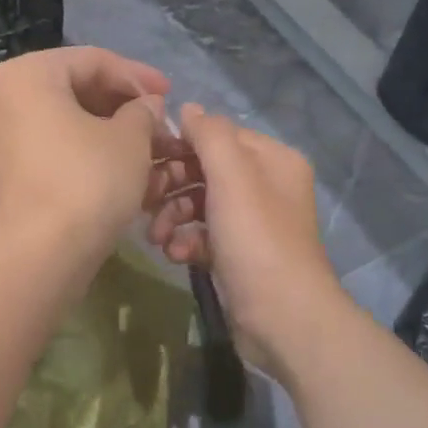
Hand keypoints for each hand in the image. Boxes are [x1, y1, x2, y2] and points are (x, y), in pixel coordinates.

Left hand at [0, 47, 177, 264]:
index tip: (170, 95)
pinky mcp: (7, 176)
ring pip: (67, 125)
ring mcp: (1, 140)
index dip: (138, 76)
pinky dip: (88, 157)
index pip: (93, 60)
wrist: (36, 255)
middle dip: (124, 108)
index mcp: (29, 75)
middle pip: (76, 91)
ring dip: (111, 135)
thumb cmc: (86, 181)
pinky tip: (122, 176)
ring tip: (149, 154)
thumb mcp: (130, 139)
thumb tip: (147, 106)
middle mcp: (5, 100)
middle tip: (160, 126)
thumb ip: (143, 111)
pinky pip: (54, 152)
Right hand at [147, 104, 345, 375]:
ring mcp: (251, 223)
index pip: (218, 136)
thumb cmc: (256, 239)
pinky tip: (174, 255)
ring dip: (172, 216)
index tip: (145, 157)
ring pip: (199, 204)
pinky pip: (202, 235)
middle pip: (205, 170)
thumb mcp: (232, 177)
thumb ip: (209, 136)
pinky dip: (185, 241)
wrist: (283, 318)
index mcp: (271, 160)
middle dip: (172, 184)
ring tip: (155, 237)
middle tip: (144, 200)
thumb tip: (188, 108)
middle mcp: (264, 186)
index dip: (181, 143)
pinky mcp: (237, 255)